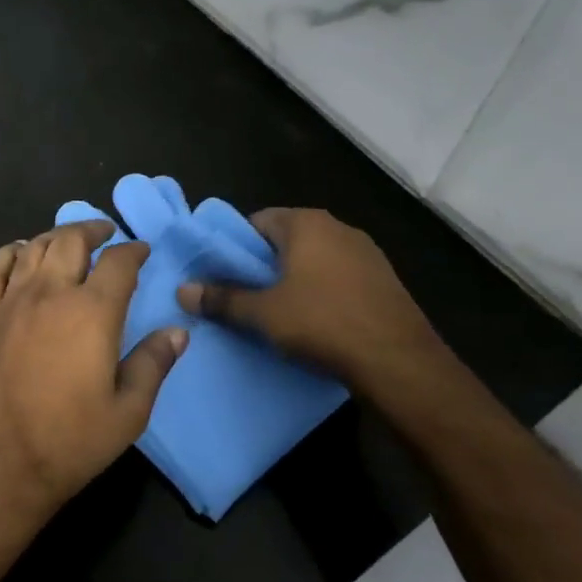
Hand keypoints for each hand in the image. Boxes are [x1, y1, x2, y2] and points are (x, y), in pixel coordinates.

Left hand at [0, 220, 186, 522]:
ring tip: (67, 242)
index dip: (134, 250)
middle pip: (71, 241)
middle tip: (105, 234)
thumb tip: (178, 331)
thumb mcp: (128, 413)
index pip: (119, 263)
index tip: (142, 250)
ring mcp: (9, 303)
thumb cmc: (68, 443)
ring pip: (32, 248)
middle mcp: (50, 294)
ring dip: (55, 237)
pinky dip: (10, 253)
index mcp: (92, 313)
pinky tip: (18, 254)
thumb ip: (154, 364)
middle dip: (93, 230)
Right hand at [176, 208, 450, 399]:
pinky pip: (338, 277)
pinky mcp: (383, 279)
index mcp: (307, 223)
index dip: (235, 247)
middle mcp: (338, 227)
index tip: (222, 275)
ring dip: (293, 279)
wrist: (398, 361)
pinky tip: (315, 320)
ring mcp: (366, 252)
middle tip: (242, 296)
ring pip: (314, 259)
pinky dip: (321, 291)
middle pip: (286, 239)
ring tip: (275, 311)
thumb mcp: (263, 314)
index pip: (257, 221)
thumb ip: (222, 299)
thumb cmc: (323, 323)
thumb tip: (183, 290)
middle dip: (263, 265)